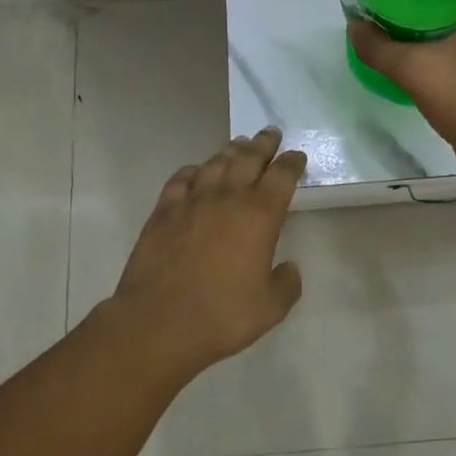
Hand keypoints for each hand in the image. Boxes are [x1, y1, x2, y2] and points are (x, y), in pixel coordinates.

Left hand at [108, 126, 307, 376]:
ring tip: (239, 144)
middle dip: (263, 143)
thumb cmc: (221, 315)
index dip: (292, 163)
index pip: (282, 176)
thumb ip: (286, 284)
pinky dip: (193, 171)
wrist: (158, 322)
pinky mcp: (163, 211)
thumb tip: (290, 268)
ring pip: (216, 163)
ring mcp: (192, 200)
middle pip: (249, 158)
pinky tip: (196, 172)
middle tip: (271, 132)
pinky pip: (181, 179)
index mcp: (260, 215)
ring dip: (231, 151)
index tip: (297, 156)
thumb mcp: (270, 308)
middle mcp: (228, 197)